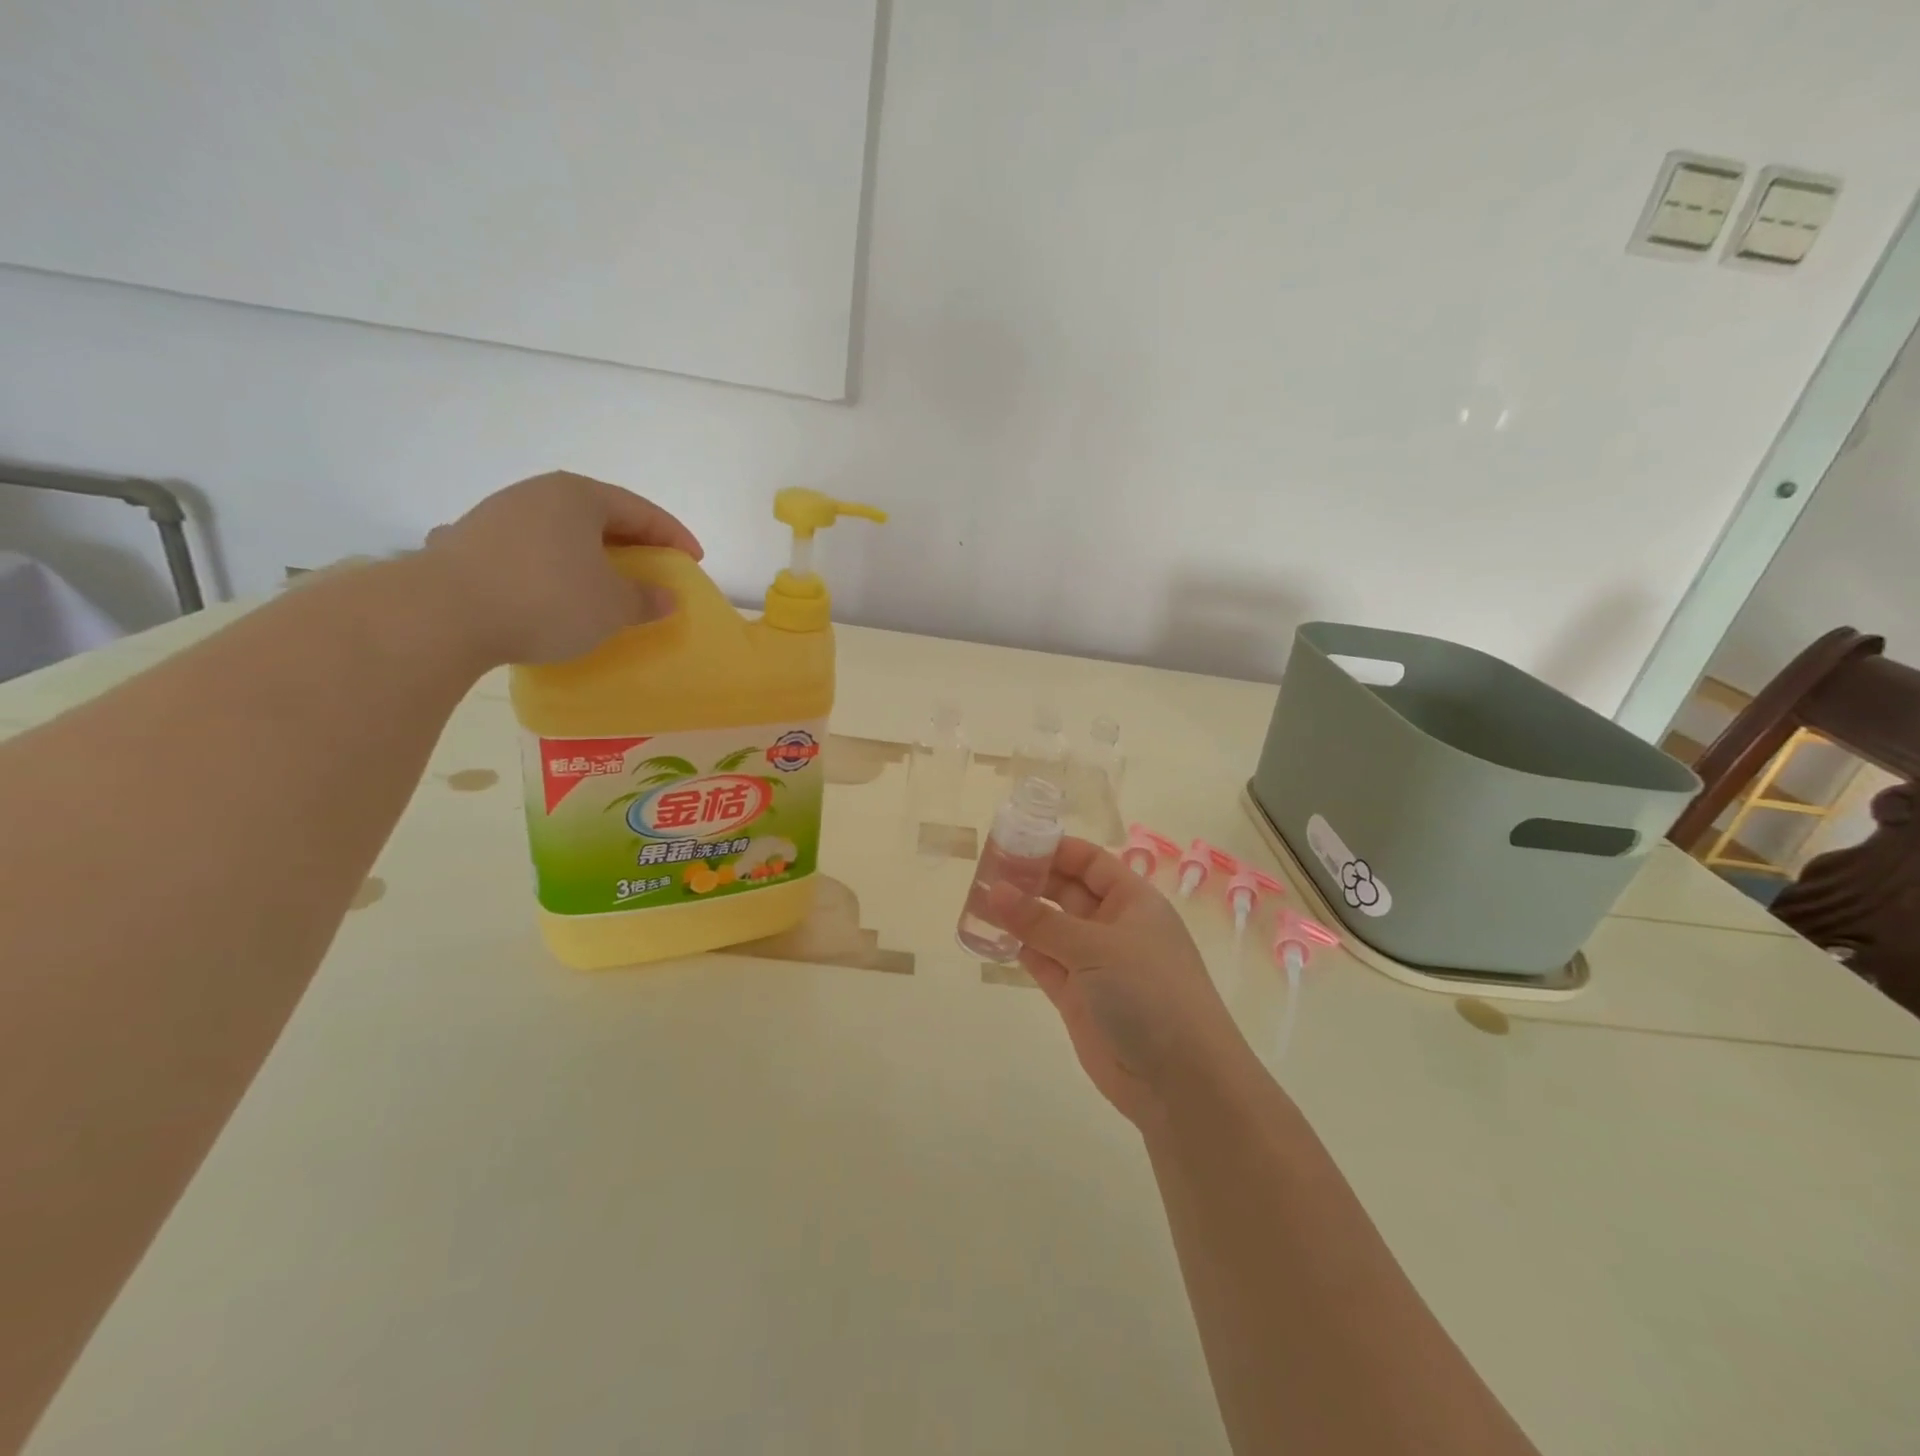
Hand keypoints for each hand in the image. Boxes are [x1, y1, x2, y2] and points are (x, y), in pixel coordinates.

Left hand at [421, 471, 702, 665]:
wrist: (442, 614)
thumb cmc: (546, 599)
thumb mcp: (612, 606)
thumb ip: (645, 599)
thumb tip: (666, 598)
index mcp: (578, 496)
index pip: (640, 510)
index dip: (673, 535)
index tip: (694, 559)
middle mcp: (536, 494)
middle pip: (599, 515)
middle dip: (631, 542)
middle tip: (654, 567)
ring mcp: (496, 516)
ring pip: (560, 532)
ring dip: (589, 555)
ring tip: (604, 582)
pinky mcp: (467, 544)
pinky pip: (528, 551)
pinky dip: (552, 568)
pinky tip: (552, 591)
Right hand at [984, 837, 1250, 1126]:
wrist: (1181, 1080)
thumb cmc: (1149, 993)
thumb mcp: (1096, 947)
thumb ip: (1042, 920)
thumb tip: (995, 889)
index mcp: (1133, 901)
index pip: (1091, 862)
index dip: (1055, 850)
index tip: (1013, 842)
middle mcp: (1114, 926)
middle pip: (1067, 891)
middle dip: (1031, 880)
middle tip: (985, 871)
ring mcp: (1095, 963)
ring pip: (1051, 928)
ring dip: (1020, 915)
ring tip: (977, 899)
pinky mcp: (1077, 997)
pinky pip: (1044, 962)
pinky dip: (1020, 949)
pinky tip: (990, 935)